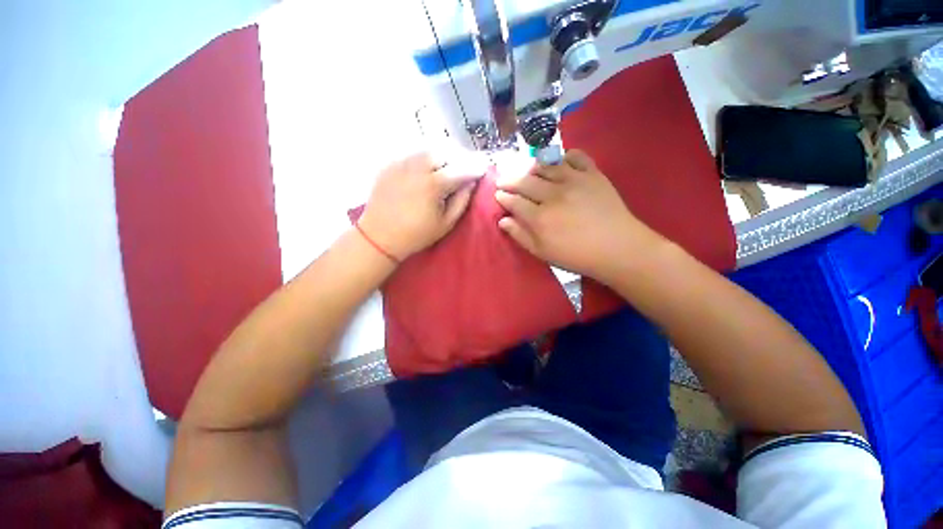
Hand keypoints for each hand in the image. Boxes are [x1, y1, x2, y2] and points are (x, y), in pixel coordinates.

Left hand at [358, 151, 485, 260]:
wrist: (380, 236)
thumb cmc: (416, 234)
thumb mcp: (446, 223)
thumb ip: (462, 200)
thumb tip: (471, 182)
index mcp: (434, 185)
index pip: (462, 169)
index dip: (475, 167)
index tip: (484, 168)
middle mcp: (418, 168)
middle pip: (446, 152)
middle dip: (460, 156)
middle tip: (467, 165)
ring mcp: (402, 164)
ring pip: (429, 149)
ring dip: (444, 154)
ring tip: (450, 164)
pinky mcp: (391, 164)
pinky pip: (413, 153)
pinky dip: (426, 156)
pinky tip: (429, 167)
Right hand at [495, 149, 664, 284]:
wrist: (617, 248)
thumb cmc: (576, 255)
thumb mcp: (543, 253)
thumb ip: (520, 235)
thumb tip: (503, 220)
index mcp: (540, 218)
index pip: (514, 201)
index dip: (503, 197)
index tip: (498, 195)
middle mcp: (553, 195)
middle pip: (525, 181)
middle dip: (509, 180)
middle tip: (503, 180)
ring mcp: (574, 181)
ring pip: (545, 165)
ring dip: (531, 167)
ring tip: (527, 171)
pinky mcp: (593, 174)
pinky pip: (575, 156)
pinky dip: (564, 155)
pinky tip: (559, 162)